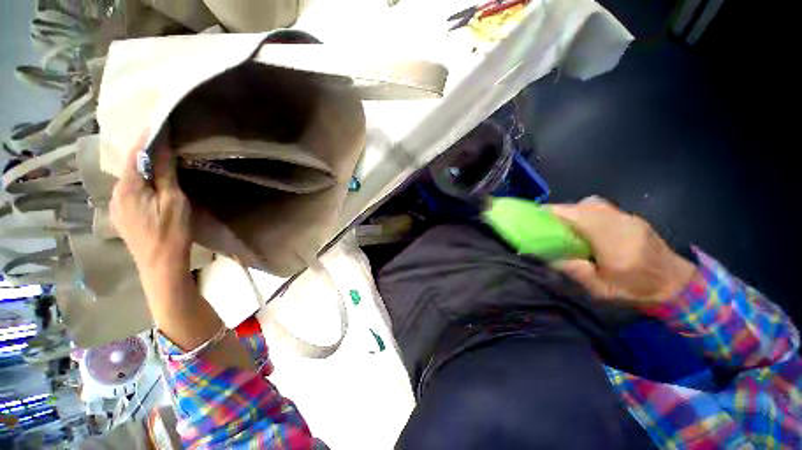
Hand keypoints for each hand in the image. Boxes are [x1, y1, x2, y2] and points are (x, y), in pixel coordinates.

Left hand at [110, 134, 191, 275]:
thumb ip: (165, 173)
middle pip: (129, 166)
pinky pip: (129, 191)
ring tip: (158, 163)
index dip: (147, 137)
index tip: (158, 123)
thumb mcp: (174, 201)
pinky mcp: (121, 216)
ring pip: (129, 179)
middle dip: (144, 152)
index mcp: (128, 187)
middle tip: (163, 143)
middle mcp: (115, 193)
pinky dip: (140, 182)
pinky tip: (151, 187)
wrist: (160, 265)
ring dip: (142, 168)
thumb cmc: (171, 232)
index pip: (135, 153)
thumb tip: (162, 146)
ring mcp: (116, 206)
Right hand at [549, 197, 695, 306]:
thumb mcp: (600, 289)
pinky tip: (585, 226)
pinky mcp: (632, 218)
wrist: (679, 286)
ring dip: (573, 210)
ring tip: (564, 225)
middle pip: (582, 205)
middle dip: (560, 211)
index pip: (577, 215)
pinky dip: (586, 211)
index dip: (553, 212)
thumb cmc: (637, 290)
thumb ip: (573, 270)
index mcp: (613, 240)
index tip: (535, 216)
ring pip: (592, 203)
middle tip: (546, 223)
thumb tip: (548, 256)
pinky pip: (602, 208)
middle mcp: (620, 223)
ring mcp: (628, 218)